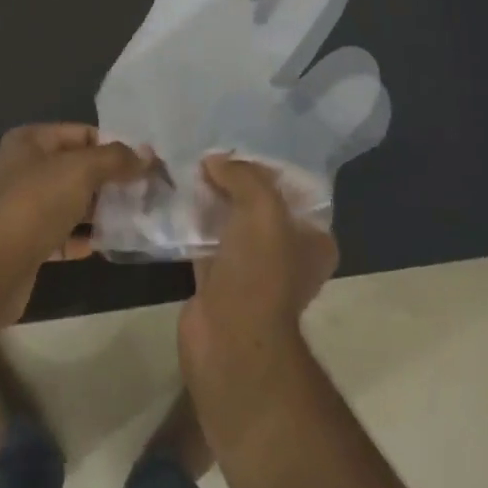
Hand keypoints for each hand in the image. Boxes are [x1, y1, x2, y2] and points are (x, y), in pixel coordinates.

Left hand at [0, 124, 149, 322]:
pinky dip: (84, 236)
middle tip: (146, 190)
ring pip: (72, 201)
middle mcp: (23, 168)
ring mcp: (23, 206)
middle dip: (111, 179)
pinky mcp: (26, 241)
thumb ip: (116, 159)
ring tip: (136, 215)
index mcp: (29, 141)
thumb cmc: (36, 204)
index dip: (114, 145)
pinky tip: (109, 243)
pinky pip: (63, 232)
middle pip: (78, 167)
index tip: (145, 163)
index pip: (82, 133)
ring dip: (101, 209)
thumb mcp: (81, 170)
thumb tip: (147, 156)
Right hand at [179, 154, 338, 438]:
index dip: (266, 167)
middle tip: (206, 157)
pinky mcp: (219, 282)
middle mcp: (287, 253)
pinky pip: (206, 243)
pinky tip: (174, 202)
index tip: (236, 149)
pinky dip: (192, 225)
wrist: (230, 339)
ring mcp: (252, 270)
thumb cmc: (260, 271)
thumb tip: (214, 161)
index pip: (292, 190)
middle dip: (234, 183)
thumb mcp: (262, 208)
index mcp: (313, 239)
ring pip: (231, 224)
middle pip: (259, 205)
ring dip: (211, 202)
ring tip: (186, 171)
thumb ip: (242, 176)